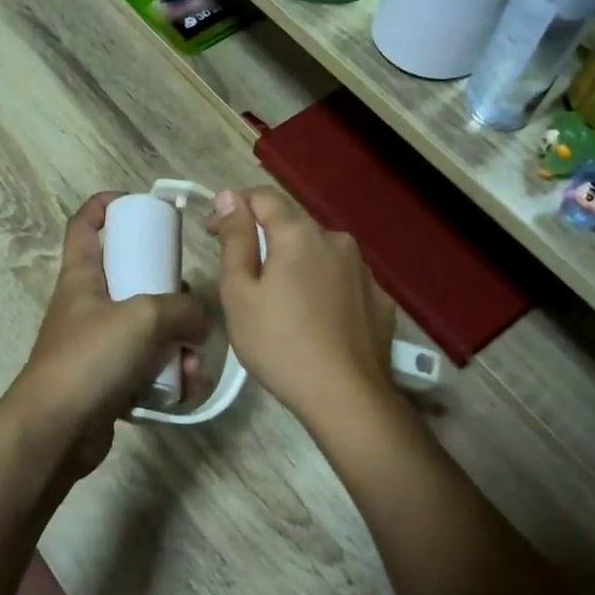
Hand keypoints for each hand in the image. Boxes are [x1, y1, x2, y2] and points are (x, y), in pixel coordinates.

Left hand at [3, 192, 207, 482]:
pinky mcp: (108, 381)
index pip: (85, 224)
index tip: (139, 204)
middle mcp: (87, 306)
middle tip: (188, 295)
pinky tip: (186, 385)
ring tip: (194, 356)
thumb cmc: (92, 358)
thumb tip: (201, 323)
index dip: (107, 205)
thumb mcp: (145, 317)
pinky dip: (168, 373)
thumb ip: (183, 310)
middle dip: (164, 285)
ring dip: (175, 338)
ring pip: (144, 327)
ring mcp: (96, 345)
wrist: (56, 431)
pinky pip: (146, 367)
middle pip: (128, 277)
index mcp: (82, 277)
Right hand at [207, 186, 395, 429]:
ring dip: (297, 265)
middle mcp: (337, 240)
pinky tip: (316, 320)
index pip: (264, 197)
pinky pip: (343, 281)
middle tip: (244, 277)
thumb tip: (230, 197)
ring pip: (320, 254)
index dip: (234, 206)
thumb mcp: (240, 293)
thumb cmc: (279, 344)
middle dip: (265, 240)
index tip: (214, 231)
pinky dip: (324, 289)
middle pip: (293, 226)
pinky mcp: (380, 299)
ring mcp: (364, 270)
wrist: (346, 396)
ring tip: (282, 304)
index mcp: (299, 234)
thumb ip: (236, 239)